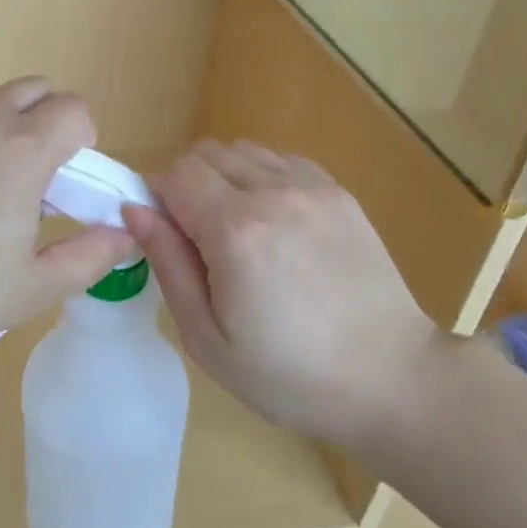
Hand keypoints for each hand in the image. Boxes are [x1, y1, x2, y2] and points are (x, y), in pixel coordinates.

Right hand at [124, 140, 440, 446]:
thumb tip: (135, 209)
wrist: (391, 377)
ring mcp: (310, 187)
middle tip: (197, 236)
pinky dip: (261, 177)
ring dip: (224, 177)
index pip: (175, 173)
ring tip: (237, 229)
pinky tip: (274, 222)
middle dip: (187, 184)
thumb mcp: (209, 339)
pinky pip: (280, 159)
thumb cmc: (290, 374)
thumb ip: (168, 265)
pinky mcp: (337, 191)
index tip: (165, 232)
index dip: (158, 196)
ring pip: (242, 150)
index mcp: (235, 231)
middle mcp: (272, 192)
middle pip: (205, 153)